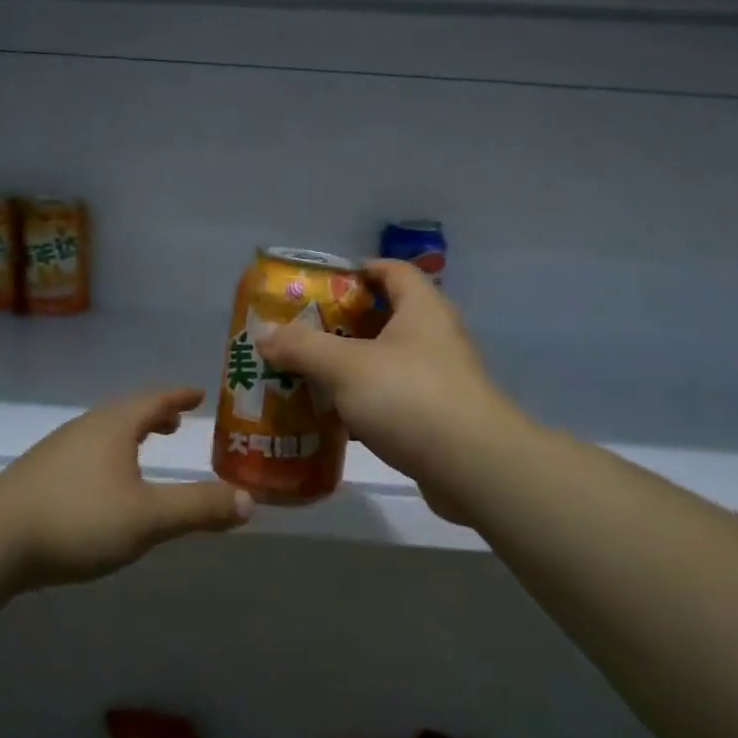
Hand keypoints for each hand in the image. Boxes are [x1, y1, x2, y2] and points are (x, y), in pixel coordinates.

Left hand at [0, 388, 251, 588]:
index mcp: (114, 425)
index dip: (179, 396)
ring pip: (103, 433)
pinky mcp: (38, 476)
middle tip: (177, 421)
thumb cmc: (77, 519)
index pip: (155, 399)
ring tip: (145, 450)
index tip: (199, 393)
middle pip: (127, 412)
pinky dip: (108, 456)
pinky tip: (103, 485)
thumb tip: (249, 501)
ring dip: (130, 436)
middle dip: (155, 415)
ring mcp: (57, 450)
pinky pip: (86, 453)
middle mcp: (86, 428)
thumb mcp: (148, 518)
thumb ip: (199, 508)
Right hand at [257, 261, 520, 525]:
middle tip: (303, 333)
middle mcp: (435, 336)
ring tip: (309, 374)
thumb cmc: (410, 397)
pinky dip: (365, 403)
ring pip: (387, 361)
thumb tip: (264, 335)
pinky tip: (334, 418)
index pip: (392, 270)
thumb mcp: (346, 367)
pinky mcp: (438, 416)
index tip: (323, 284)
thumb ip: (303, 347)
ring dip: (351, 367)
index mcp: (421, 308)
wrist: (473, 466)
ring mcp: (440, 378)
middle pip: (385, 316)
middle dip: (343, 324)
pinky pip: (393, 398)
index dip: (359, 270)